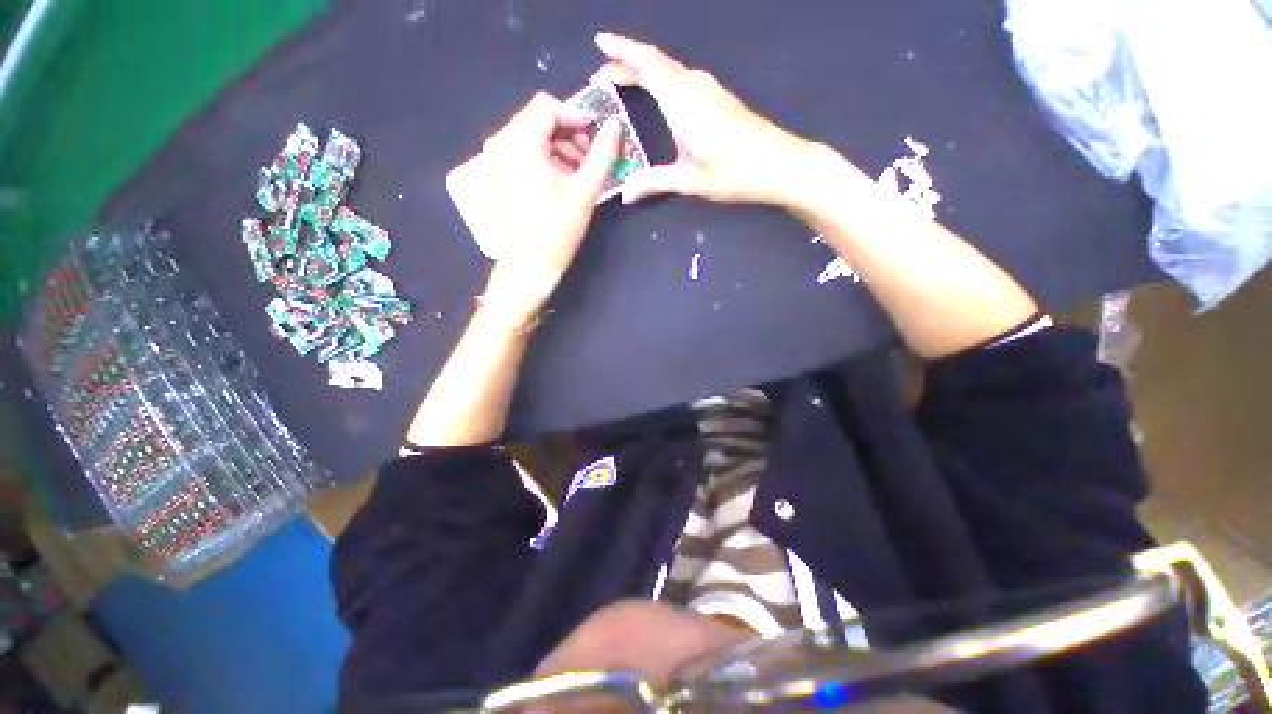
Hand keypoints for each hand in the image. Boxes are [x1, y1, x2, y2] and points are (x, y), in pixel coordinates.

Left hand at [481, 92, 621, 325]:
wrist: (530, 264)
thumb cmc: (557, 229)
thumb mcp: (585, 191)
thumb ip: (602, 155)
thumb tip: (616, 126)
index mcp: (520, 142)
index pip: (548, 108)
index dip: (576, 114)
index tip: (599, 131)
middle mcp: (503, 143)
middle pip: (539, 120)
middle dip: (570, 133)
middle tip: (593, 154)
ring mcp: (499, 159)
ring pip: (534, 136)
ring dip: (561, 147)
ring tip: (584, 171)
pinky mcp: (502, 174)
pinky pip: (527, 152)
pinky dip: (549, 158)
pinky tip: (567, 178)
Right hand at [592, 33, 826, 207]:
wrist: (781, 165)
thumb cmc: (736, 172)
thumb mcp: (691, 181)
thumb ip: (655, 183)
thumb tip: (625, 194)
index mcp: (684, 101)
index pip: (647, 64)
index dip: (622, 49)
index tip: (599, 42)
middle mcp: (696, 87)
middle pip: (656, 63)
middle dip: (627, 63)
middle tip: (603, 76)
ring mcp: (711, 90)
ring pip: (671, 70)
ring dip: (646, 71)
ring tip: (626, 83)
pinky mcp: (721, 99)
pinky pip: (683, 79)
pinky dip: (663, 80)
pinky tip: (662, 96)